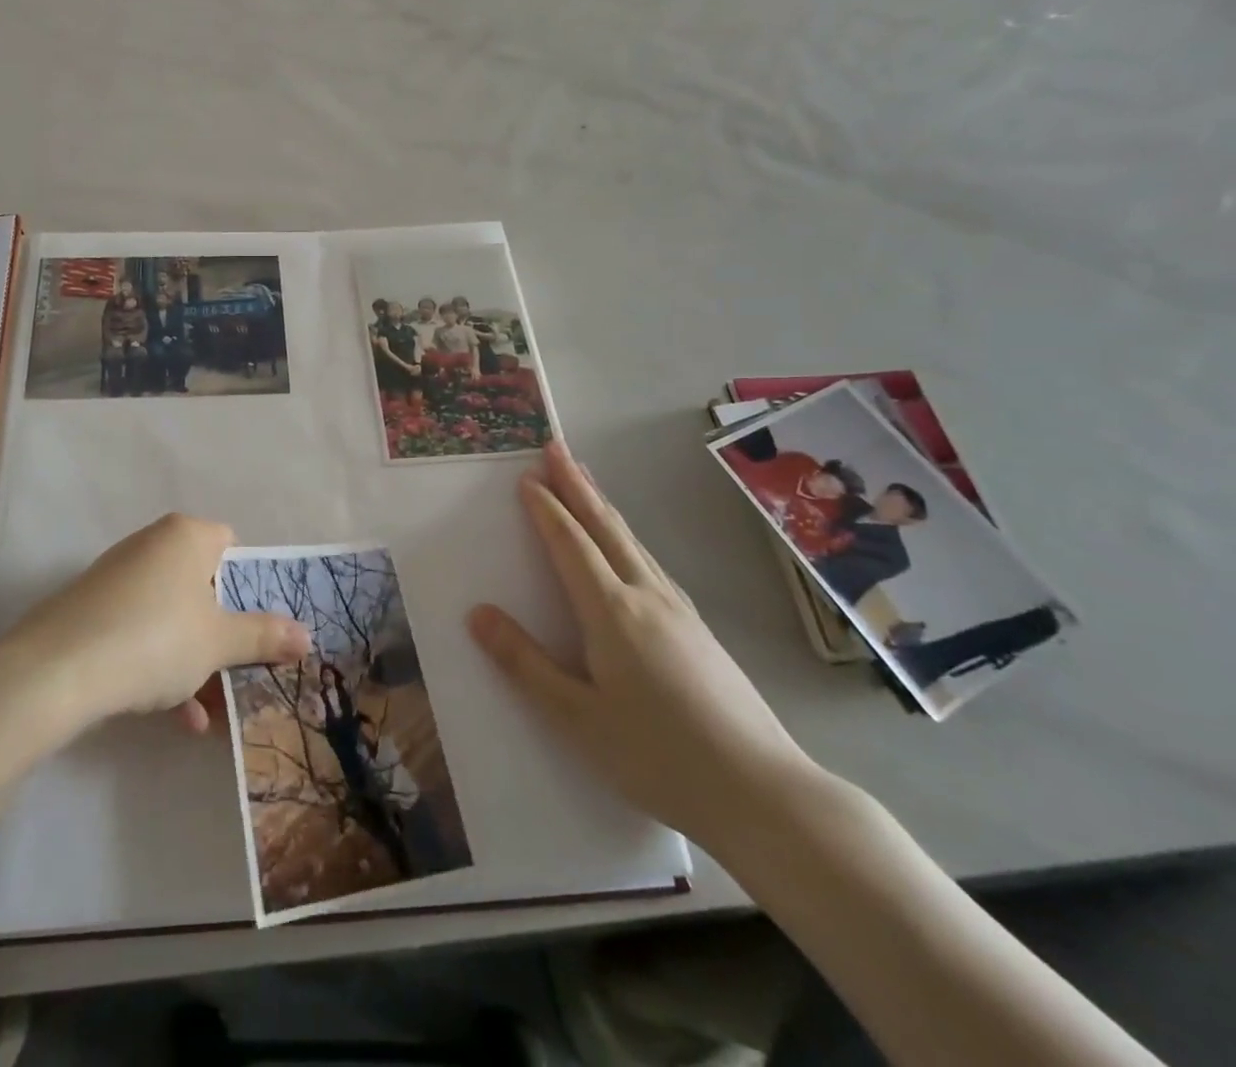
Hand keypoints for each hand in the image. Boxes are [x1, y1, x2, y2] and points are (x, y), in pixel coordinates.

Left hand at [3, 513, 309, 734]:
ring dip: (195, 661)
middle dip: (223, 635)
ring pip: (173, 615)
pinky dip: (160, 665)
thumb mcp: (218, 642)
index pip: (233, 546)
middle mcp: (152, 544)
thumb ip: (264, 636)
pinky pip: (141, 631)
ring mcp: (118, 576)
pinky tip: (176, 717)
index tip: (261, 627)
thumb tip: (308, 635)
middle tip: (242, 672)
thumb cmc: (155, 638)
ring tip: (210, 711)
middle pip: (203, 586)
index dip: (252, 586)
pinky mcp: (92, 609)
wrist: (56, 671)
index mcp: (187, 535)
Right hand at [468, 441, 819, 849]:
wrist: (764, 794)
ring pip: (633, 541)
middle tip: (555, 447)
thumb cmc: (659, 757)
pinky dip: (627, 536)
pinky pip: (651, 562)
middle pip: (605, 527)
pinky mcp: (699, 629)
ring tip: (585, 480)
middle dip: (576, 485)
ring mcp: (679, 610)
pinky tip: (630, 547)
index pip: (571, 545)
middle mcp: (647, 596)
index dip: (546, 509)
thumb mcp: (577, 718)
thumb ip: (525, 663)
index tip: (526, 477)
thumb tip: (478, 614)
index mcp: (612, 612)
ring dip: (602, 505)